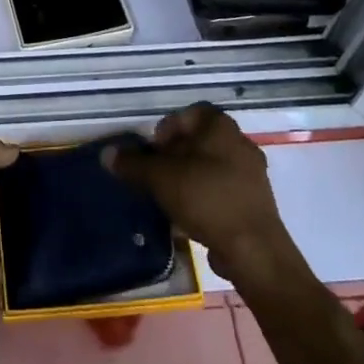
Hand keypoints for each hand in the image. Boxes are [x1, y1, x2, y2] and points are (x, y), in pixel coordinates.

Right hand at [105, 104, 295, 283]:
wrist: (253, 250)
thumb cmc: (206, 199)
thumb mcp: (160, 178)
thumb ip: (133, 164)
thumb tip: (107, 155)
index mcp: (221, 127)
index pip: (189, 114)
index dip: (167, 129)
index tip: (153, 153)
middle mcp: (240, 143)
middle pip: (199, 141)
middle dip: (174, 156)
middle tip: (156, 176)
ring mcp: (252, 174)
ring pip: (211, 166)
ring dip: (189, 178)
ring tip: (169, 199)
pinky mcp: (256, 203)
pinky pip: (223, 190)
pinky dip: (205, 197)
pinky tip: (190, 218)